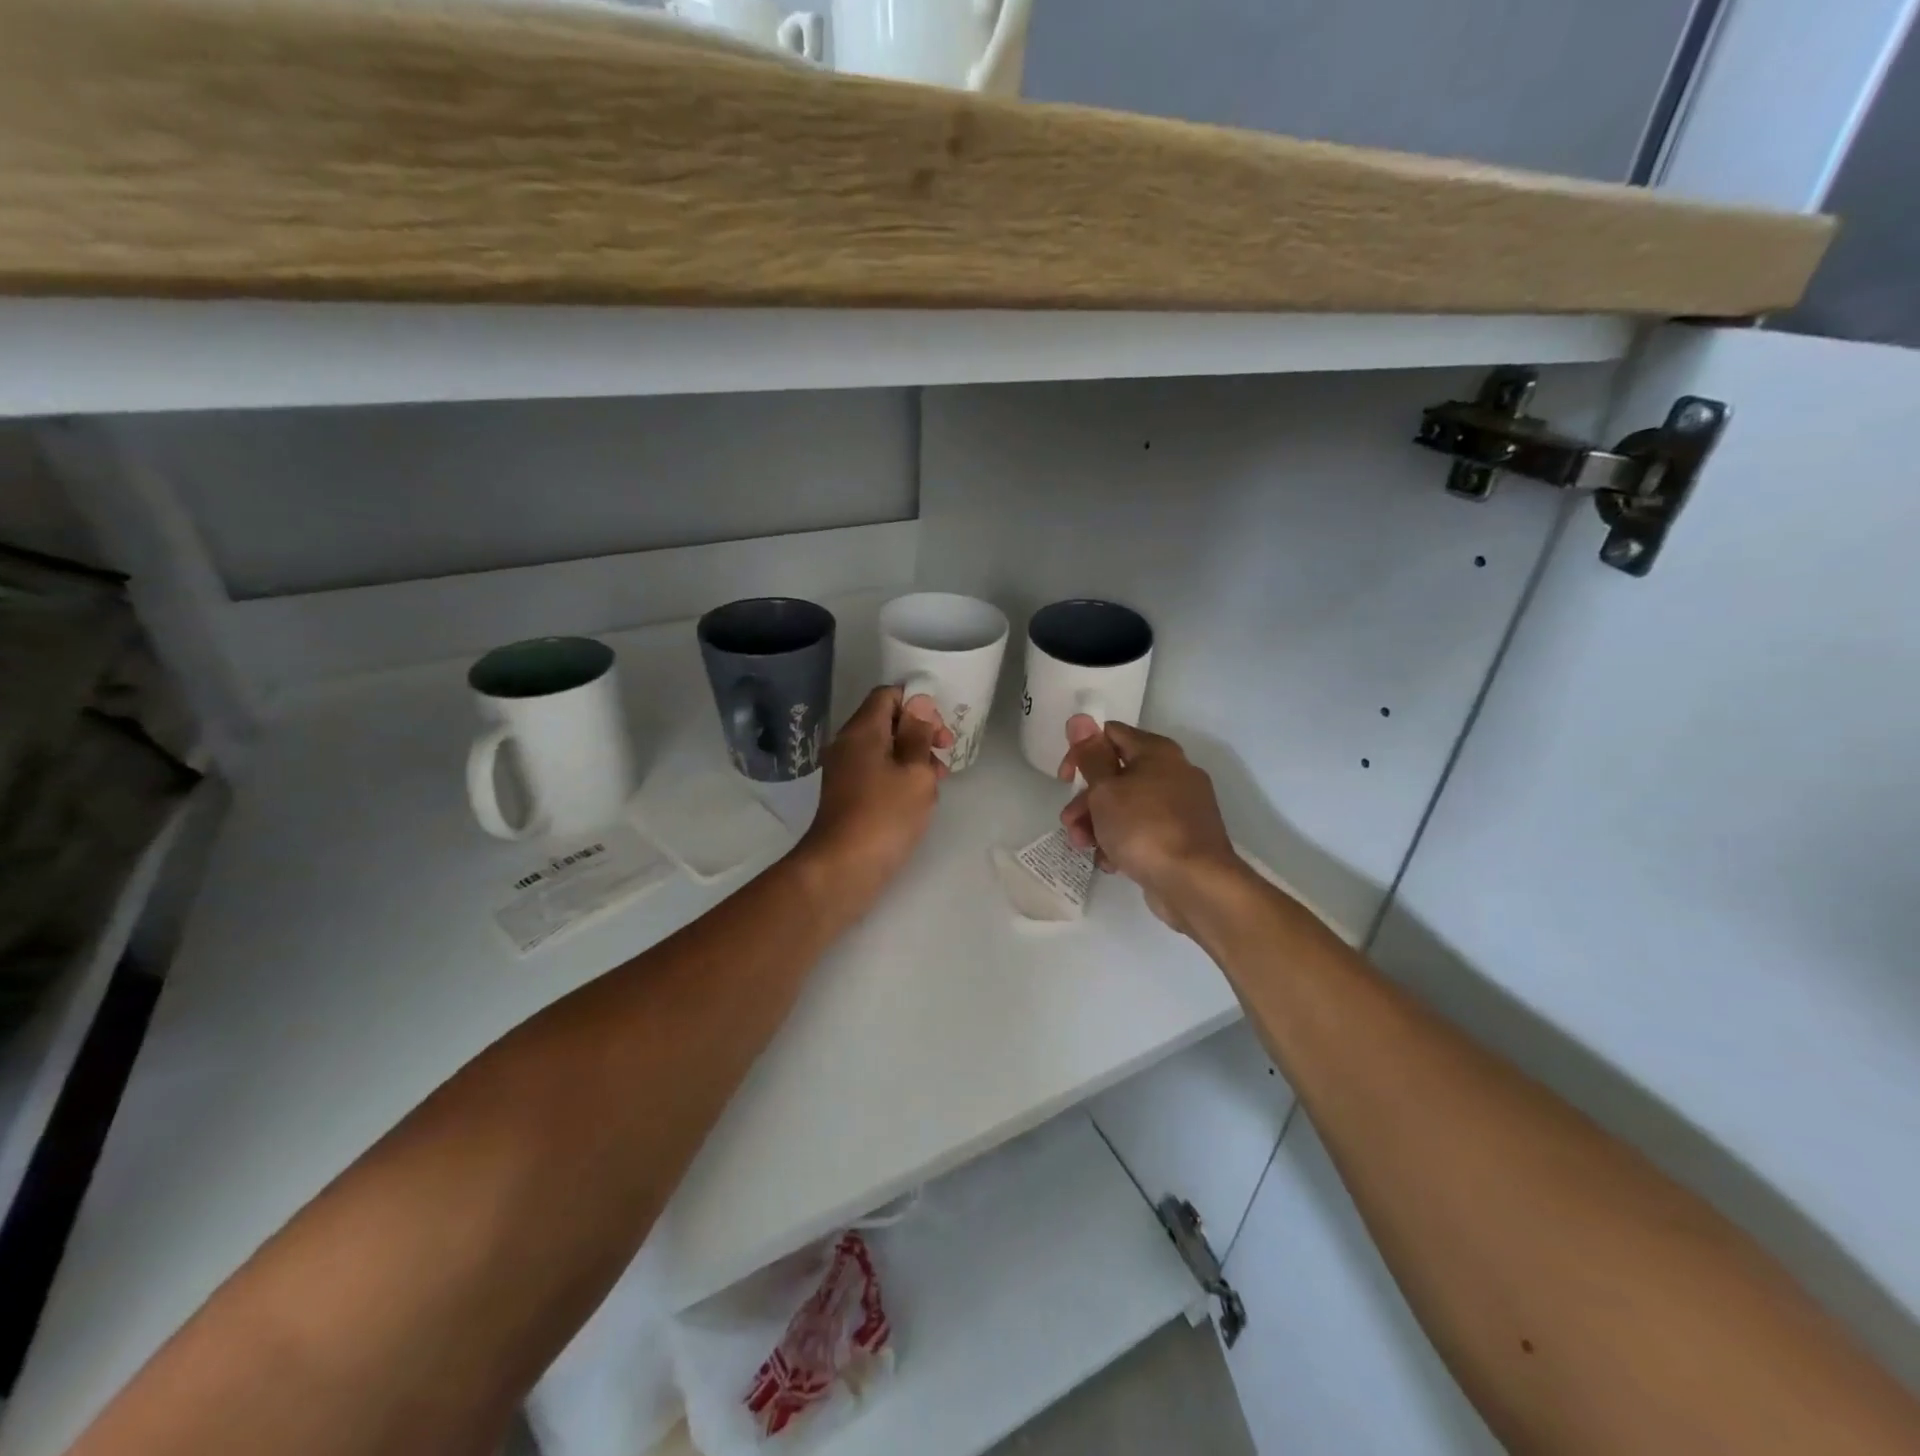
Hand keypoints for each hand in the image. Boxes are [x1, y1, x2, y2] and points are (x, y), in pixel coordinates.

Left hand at [797, 686, 952, 908]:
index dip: (918, 704)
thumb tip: (920, 703)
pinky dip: (899, 777)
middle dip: (920, 733)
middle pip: (886, 722)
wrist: (843, 868)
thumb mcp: (915, 772)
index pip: (887, 695)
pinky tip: (918, 798)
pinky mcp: (847, 796)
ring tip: (937, 781)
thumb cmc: (885, 815)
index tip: (940, 729)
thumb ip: (919, 734)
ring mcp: (845, 771)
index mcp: (862, 731)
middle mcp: (848, 745)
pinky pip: (877, 772)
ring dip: (913, 758)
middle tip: (944, 755)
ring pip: (884, 750)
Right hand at [1057, 716, 1239, 931]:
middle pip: (1116, 775)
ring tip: (1085, 849)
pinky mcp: (1182, 838)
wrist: (1195, 883)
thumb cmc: (1144, 828)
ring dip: (1099, 824)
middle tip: (1070, 823)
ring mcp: (1181, 807)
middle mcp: (1173, 772)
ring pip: (1127, 806)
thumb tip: (1080, 718)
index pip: (1110, 734)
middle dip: (1087, 800)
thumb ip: (1090, 756)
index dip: (1082, 752)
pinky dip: (1123, 842)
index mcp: (1157, 752)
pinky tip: (1111, 862)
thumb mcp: (1106, 790)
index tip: (1064, 780)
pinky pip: (1143, 831)